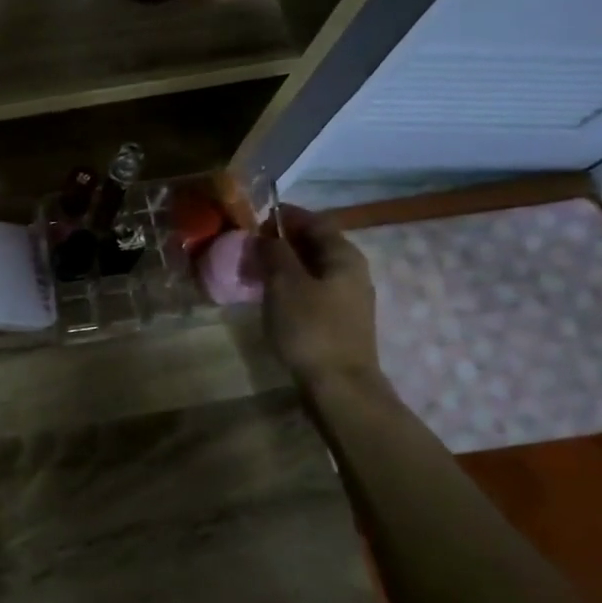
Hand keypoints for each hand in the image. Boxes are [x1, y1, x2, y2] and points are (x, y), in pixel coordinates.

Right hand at [253, 204, 380, 385]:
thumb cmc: (310, 329)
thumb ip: (275, 253)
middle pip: (315, 244)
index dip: (285, 216)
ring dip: (284, 265)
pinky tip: (270, 297)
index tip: (255, 218)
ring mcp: (348, 298)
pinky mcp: (339, 321)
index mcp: (343, 256)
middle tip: (249, 246)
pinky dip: (290, 286)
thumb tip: (266, 236)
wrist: (339, 386)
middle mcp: (352, 271)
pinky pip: (312, 290)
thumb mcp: (284, 284)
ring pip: (312, 269)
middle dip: (282, 241)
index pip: (315, 221)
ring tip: (253, 271)